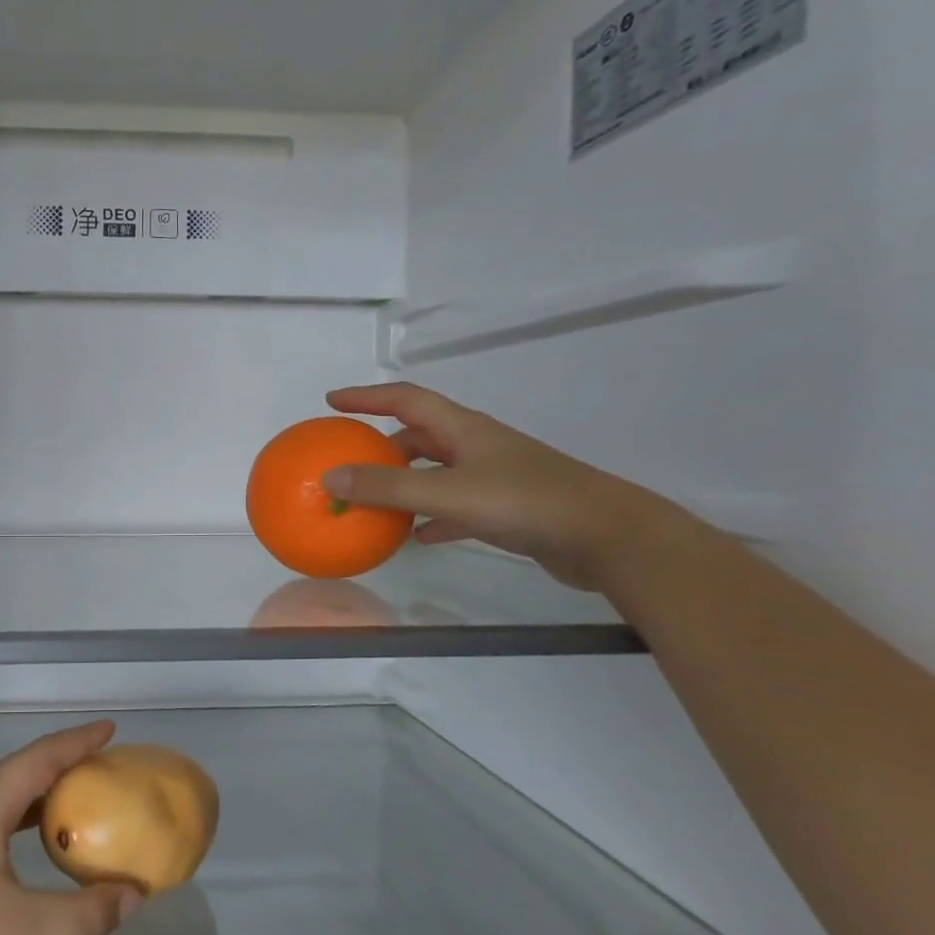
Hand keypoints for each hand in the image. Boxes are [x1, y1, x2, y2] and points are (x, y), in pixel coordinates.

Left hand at [0, 720, 142, 934]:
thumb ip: (82, 914)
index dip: (77, 741)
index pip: (40, 758)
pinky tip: (19, 853)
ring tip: (69, 805)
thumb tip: (133, 897)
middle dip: (59, 764)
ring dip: (35, 796)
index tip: (109, 728)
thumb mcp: (21, 928)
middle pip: (17, 771)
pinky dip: (14, 823)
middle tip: (97, 767)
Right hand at [321, 383, 684, 590]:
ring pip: (436, 472)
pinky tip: (418, 537)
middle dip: (383, 444)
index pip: (405, 399)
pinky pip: (455, 506)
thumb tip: (329, 477)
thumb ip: (388, 487)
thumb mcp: (448, 492)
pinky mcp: (506, 509)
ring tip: (375, 500)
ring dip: (405, 482)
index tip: (332, 401)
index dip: (367, 397)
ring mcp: (494, 477)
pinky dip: (431, 516)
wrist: (606, 536)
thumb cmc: (525, 502)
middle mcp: (476, 446)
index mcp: (463, 429)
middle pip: (420, 434)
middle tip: (351, 460)